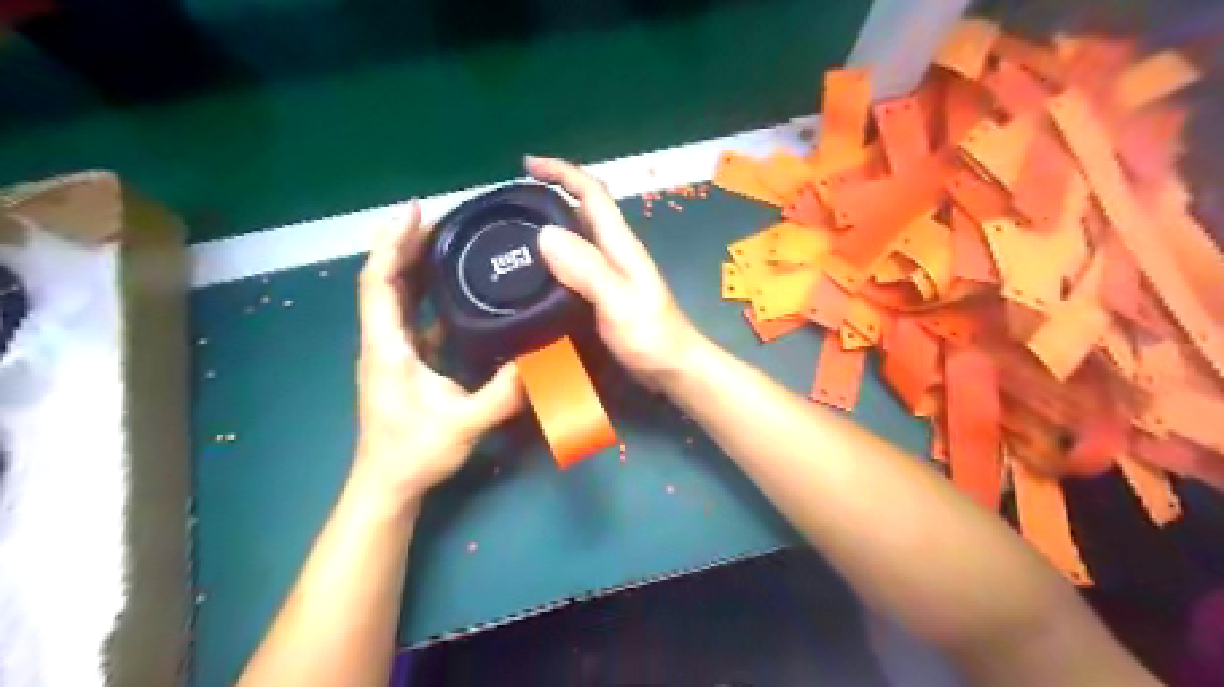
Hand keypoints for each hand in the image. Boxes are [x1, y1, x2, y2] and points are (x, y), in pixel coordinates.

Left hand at [355, 203, 525, 508]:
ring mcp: (390, 351)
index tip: (415, 211)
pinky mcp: (401, 362)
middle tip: (440, 218)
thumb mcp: (465, 423)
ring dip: (413, 264)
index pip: (380, 281)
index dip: (392, 242)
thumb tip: (542, 360)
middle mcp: (382, 341)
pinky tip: (451, 288)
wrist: (388, 485)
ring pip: (395, 296)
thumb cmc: (415, 453)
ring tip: (444, 241)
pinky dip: (424, 293)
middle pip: (385, 279)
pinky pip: (409, 316)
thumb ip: (504, 392)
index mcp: (388, 346)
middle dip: (405, 243)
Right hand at [522, 156, 696, 388]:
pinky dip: (554, 259)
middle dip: (551, 194)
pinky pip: (574, 264)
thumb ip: (586, 269)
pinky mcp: (604, 294)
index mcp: (619, 244)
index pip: (592, 193)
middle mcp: (614, 251)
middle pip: (583, 209)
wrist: (673, 368)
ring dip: (550, 226)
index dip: (562, 172)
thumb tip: (546, 234)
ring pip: (577, 237)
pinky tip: (536, 273)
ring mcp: (611, 273)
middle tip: (513, 203)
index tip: (527, 164)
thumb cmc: (650, 336)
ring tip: (515, 234)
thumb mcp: (618, 300)